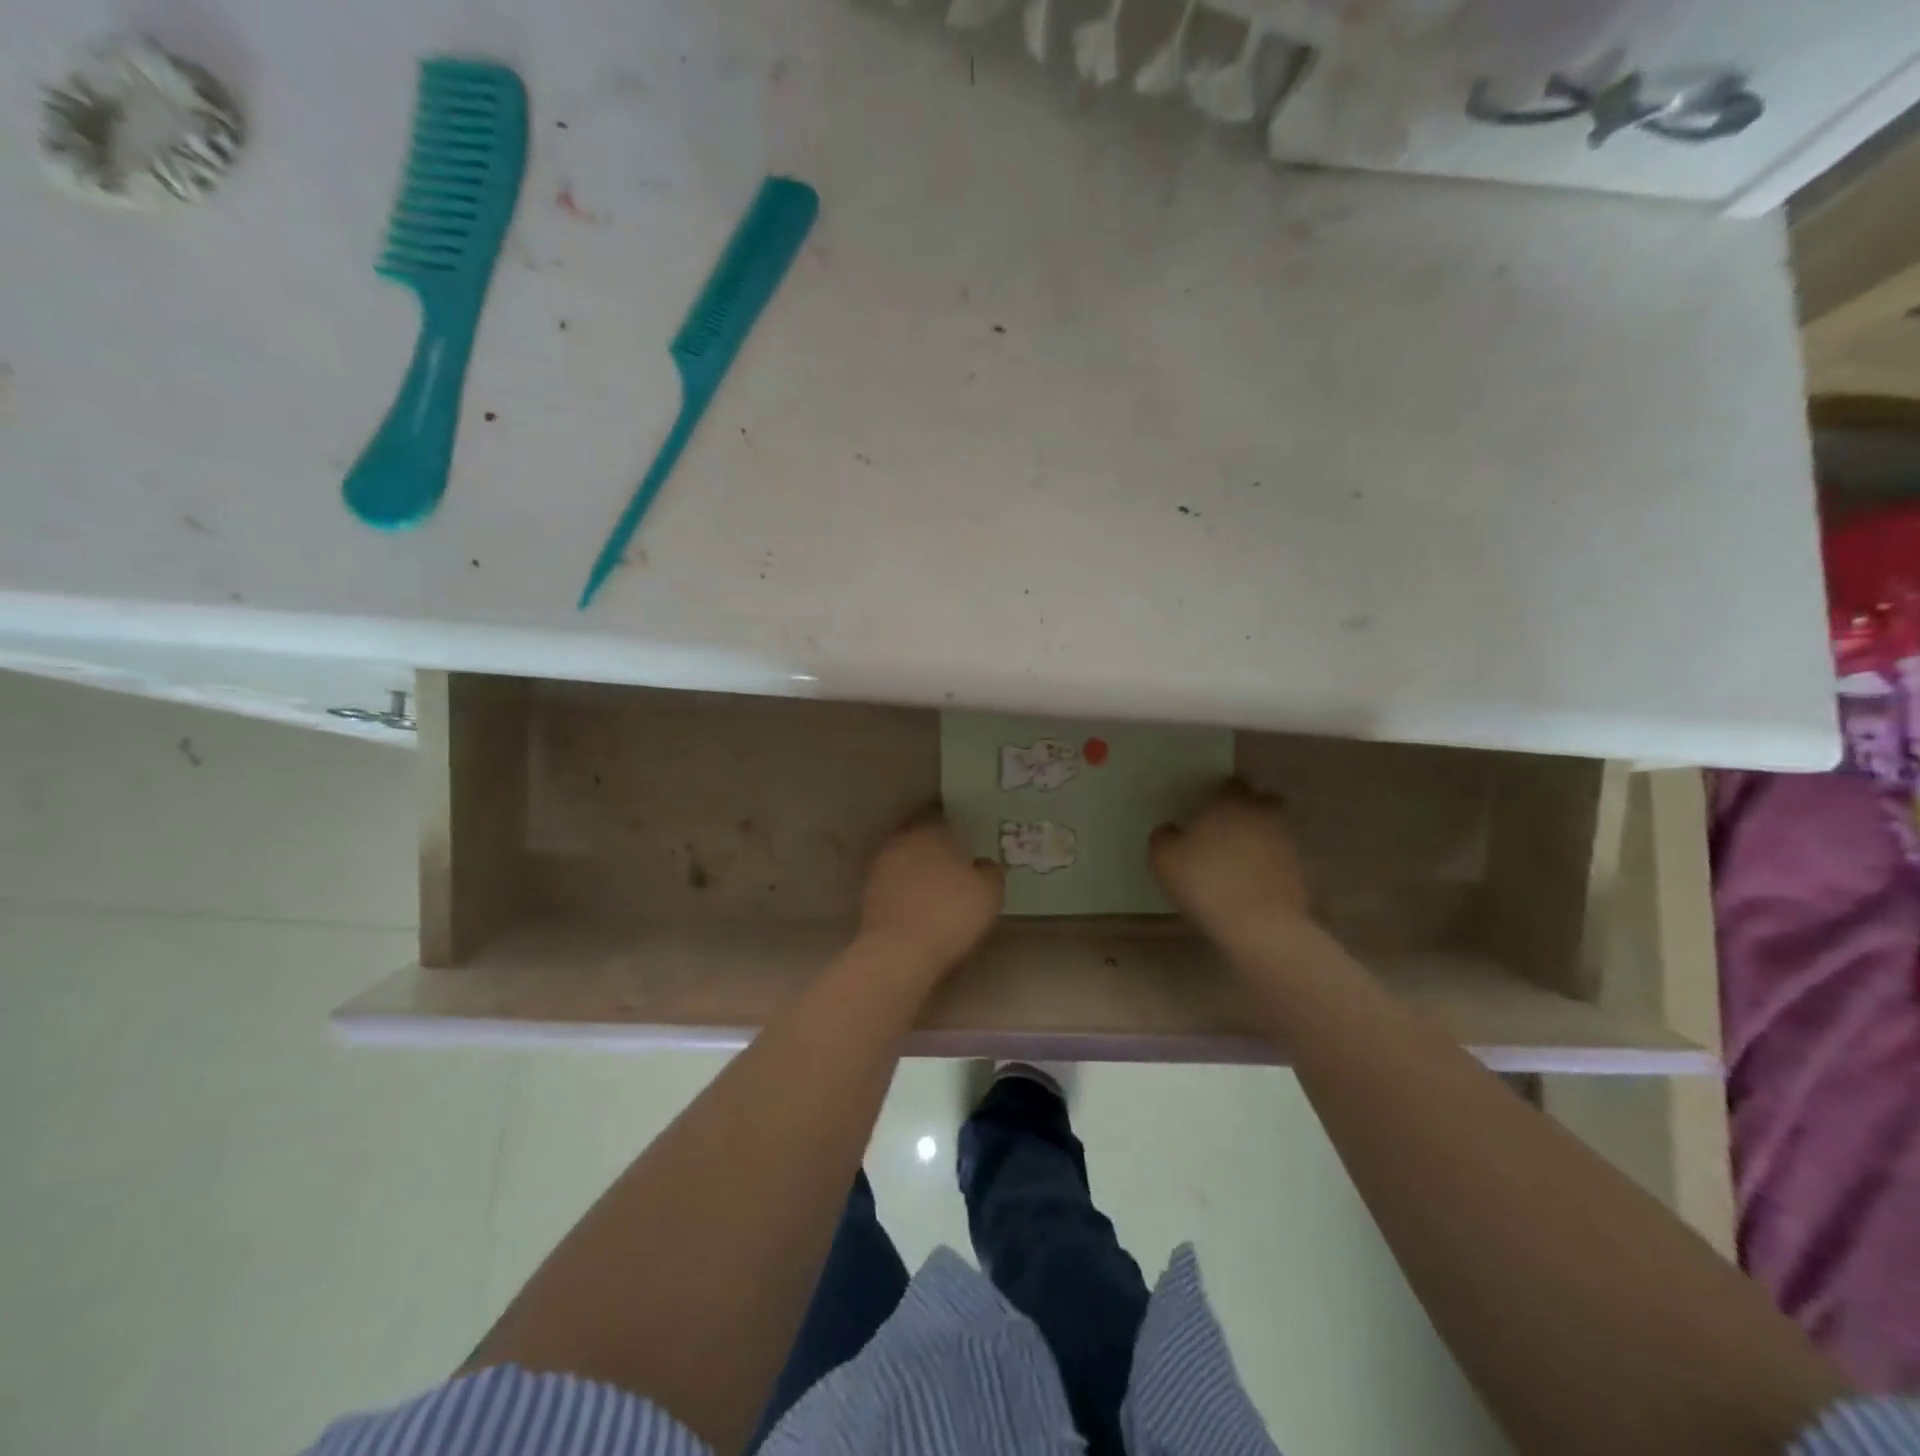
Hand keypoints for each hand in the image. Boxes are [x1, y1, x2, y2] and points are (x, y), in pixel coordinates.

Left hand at [859, 808, 1003, 976]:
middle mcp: (901, 841)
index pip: (940, 813)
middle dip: (936, 845)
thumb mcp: (989, 892)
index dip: (955, 821)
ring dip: (920, 867)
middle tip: (957, 859)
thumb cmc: (950, 913)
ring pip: (906, 858)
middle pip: (920, 835)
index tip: (968, 832)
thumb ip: (991, 871)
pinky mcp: (869, 895)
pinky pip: (895, 883)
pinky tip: (922, 904)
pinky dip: (908, 889)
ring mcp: (880, 868)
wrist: (899, 953)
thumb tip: (985, 864)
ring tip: (940, 884)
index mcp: (929, 830)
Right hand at [1150, 781, 1310, 947]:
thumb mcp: (1164, 859)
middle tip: (1229, 827)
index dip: (1222, 793)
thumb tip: (1170, 831)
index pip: (1232, 784)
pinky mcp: (1300, 872)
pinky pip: (1283, 859)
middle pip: (1264, 801)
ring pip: (1276, 829)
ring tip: (1241, 858)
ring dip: (1262, 837)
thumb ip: (1163, 838)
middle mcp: (1263, 816)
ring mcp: (1286, 844)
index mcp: (1230, 804)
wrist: (1258, 925)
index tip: (1210, 806)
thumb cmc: (1206, 882)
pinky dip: (1271, 865)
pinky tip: (1254, 882)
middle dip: (1251, 808)